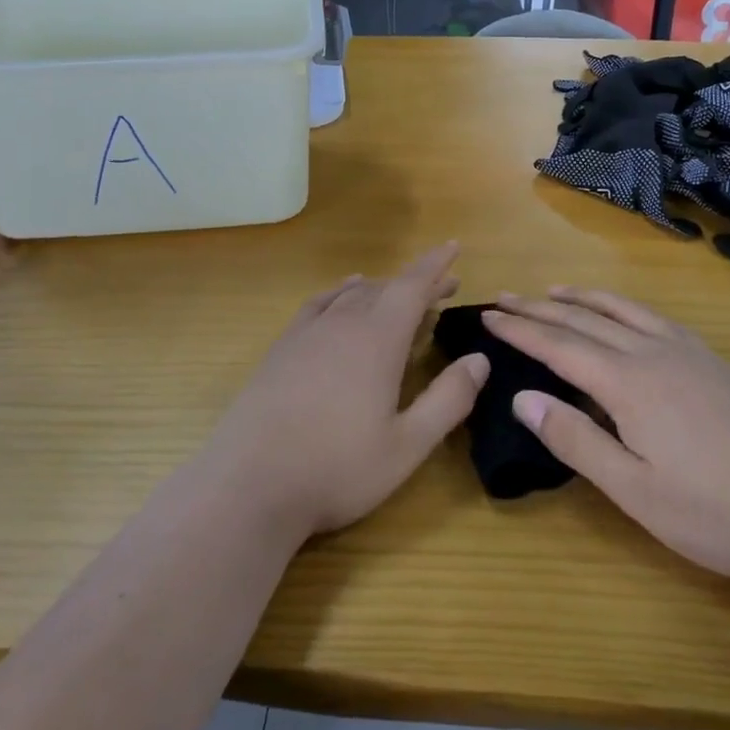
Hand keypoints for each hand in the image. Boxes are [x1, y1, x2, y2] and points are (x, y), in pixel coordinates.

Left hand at [206, 243, 486, 540]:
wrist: (250, 482)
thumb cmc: (337, 468)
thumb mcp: (407, 445)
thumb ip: (448, 400)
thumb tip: (479, 359)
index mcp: (378, 341)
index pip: (412, 287)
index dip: (435, 266)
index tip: (454, 247)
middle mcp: (343, 324)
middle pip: (385, 288)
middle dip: (417, 283)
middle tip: (443, 287)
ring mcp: (307, 333)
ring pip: (352, 294)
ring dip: (381, 289)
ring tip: (399, 293)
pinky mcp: (282, 348)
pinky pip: (318, 304)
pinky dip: (339, 294)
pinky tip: (342, 299)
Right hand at [484, 290, 729, 581]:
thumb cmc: (713, 512)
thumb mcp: (633, 490)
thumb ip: (575, 440)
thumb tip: (521, 397)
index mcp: (627, 383)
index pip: (558, 346)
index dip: (520, 329)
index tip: (488, 315)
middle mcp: (652, 354)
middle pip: (584, 319)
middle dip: (539, 307)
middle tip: (504, 297)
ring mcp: (687, 354)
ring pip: (621, 310)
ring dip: (581, 297)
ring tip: (553, 290)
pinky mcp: (712, 362)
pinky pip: (654, 317)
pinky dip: (623, 305)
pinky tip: (623, 312)